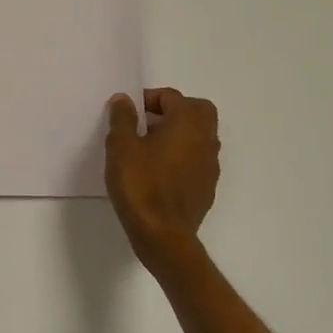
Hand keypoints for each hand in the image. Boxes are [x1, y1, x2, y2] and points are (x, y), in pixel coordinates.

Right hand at [105, 88, 220, 272]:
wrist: (163, 236)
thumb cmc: (141, 185)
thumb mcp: (121, 147)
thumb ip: (123, 118)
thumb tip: (124, 99)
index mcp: (187, 123)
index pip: (172, 96)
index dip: (149, 99)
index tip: (129, 114)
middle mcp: (206, 139)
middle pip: (197, 111)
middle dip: (173, 111)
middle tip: (146, 124)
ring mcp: (211, 165)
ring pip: (199, 137)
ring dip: (179, 135)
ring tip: (149, 149)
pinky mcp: (208, 187)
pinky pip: (197, 160)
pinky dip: (182, 157)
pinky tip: (159, 173)